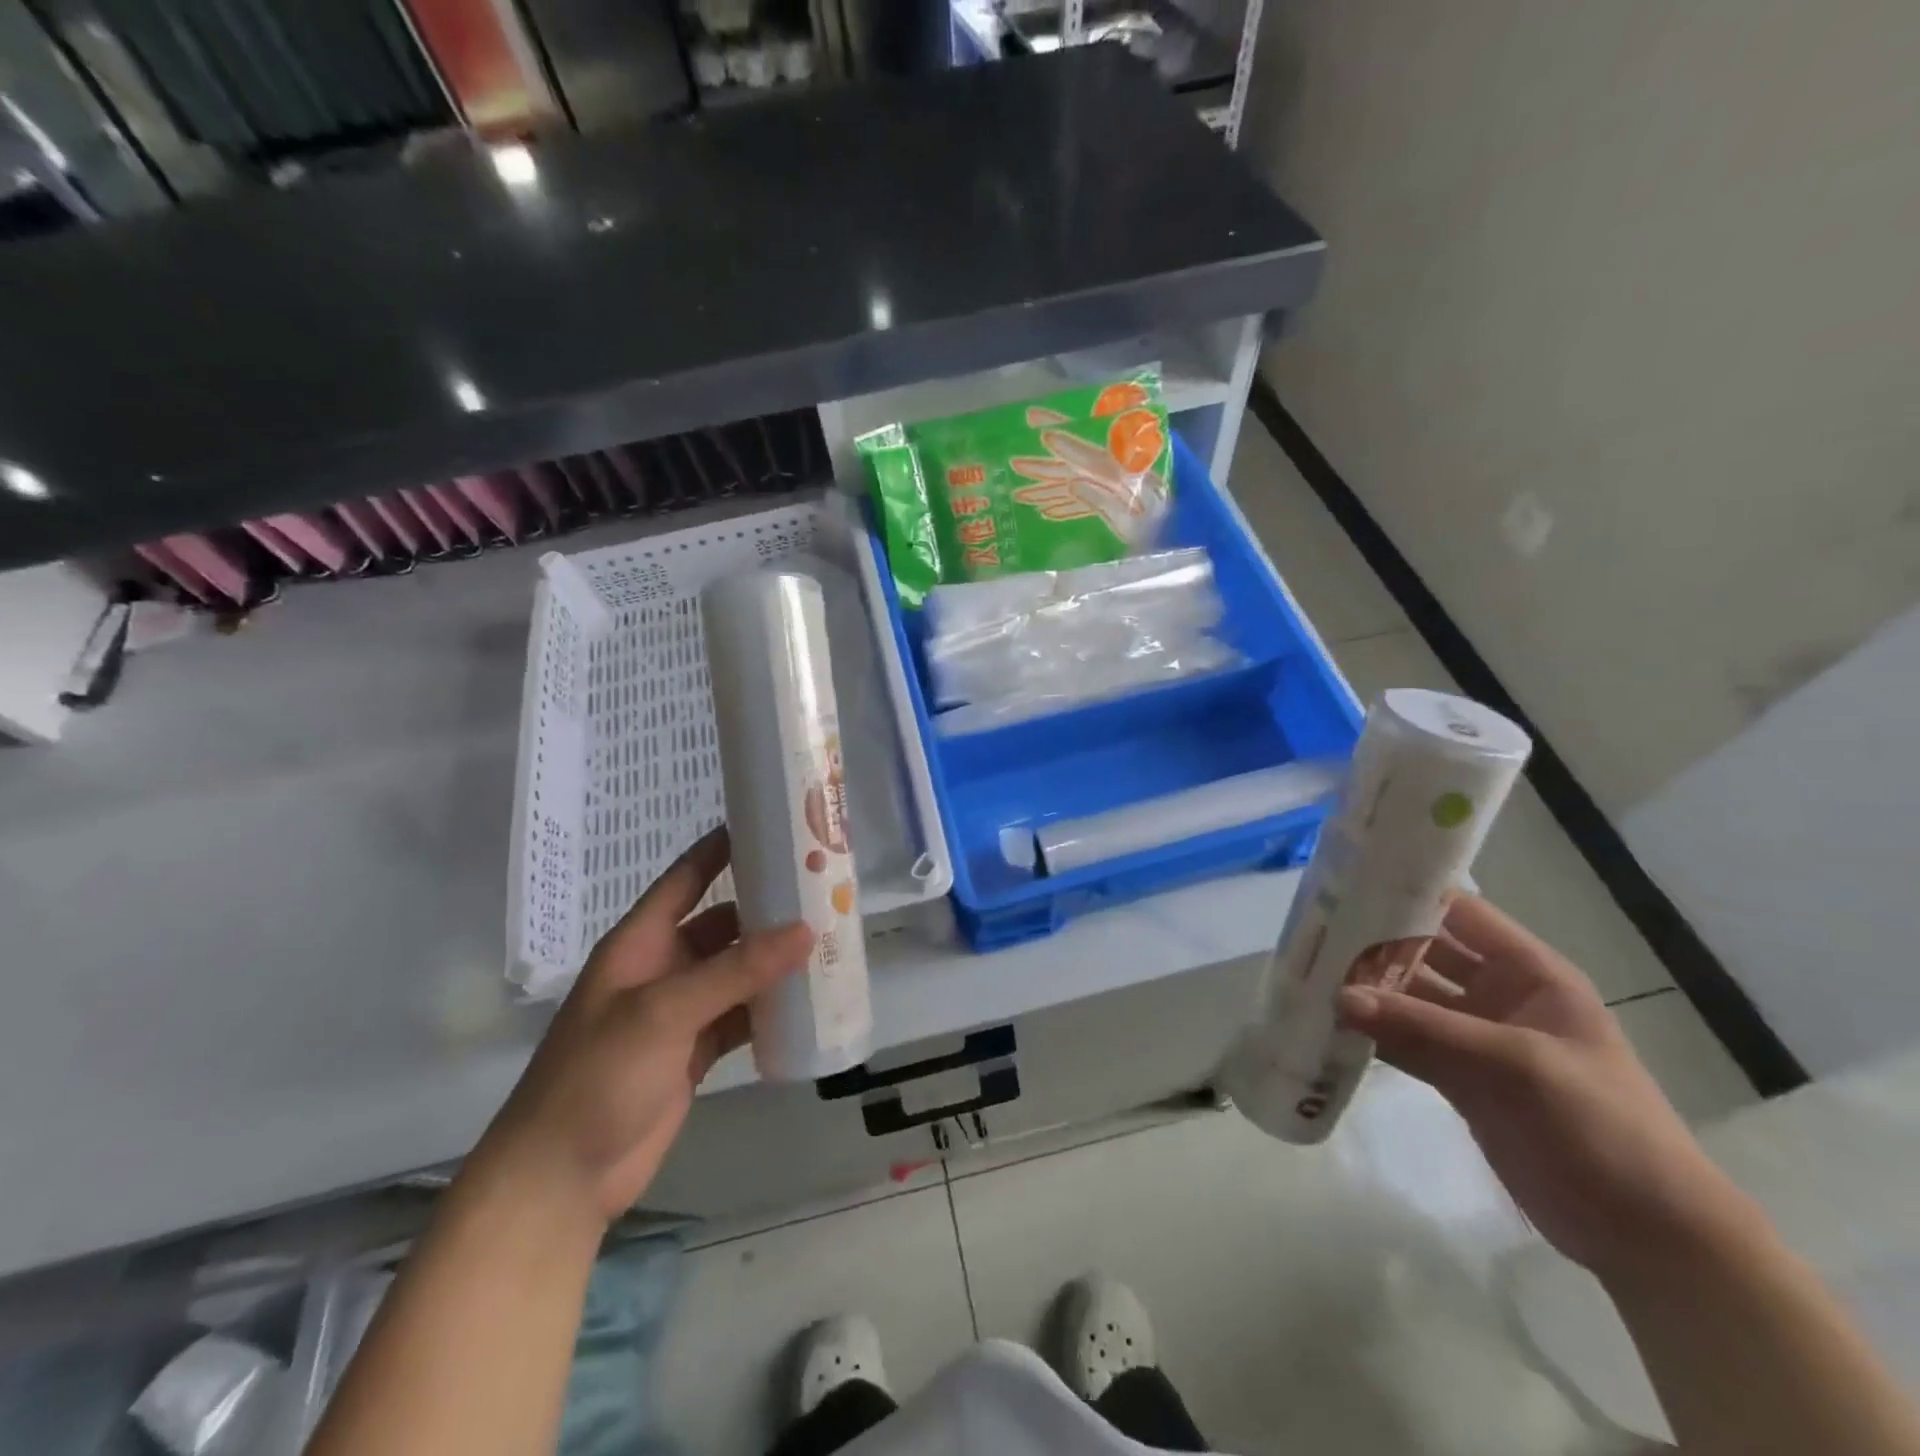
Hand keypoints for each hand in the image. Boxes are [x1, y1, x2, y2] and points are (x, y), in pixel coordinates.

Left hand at [480, 828, 811, 1223]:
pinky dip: (771, 1007)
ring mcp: (680, 1011)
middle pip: (721, 922)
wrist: (561, 1179)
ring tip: (828, 937)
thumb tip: (806, 930)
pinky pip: (742, 1014)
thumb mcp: (664, 1012)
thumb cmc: (598, 1077)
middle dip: (765, 906)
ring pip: (737, 970)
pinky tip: (808, 998)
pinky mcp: (695, 1050)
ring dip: (773, 958)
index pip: (686, 878)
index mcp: (641, 942)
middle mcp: (662, 967)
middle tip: (820, 888)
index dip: (722, 848)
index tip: (770, 823)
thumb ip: (735, 970)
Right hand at [1337, 894, 1746, 1279]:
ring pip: (1410, 1000)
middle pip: (1425, 954)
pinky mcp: (1460, 1079)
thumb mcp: (1516, 1065)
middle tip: (1310, 935)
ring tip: (1307, 977)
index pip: (1460, 913)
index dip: (1408, 895)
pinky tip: (1330, 1026)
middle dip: (1373, 945)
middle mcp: (1498, 995)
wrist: (1648, 1236)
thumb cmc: (1601, 1125)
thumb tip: (1339, 996)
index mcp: (1528, 973)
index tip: (1347, 887)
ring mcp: (1477, 1039)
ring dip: (1367, 992)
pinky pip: (1407, 1044)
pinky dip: (1373, 1036)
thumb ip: (1424, 1028)